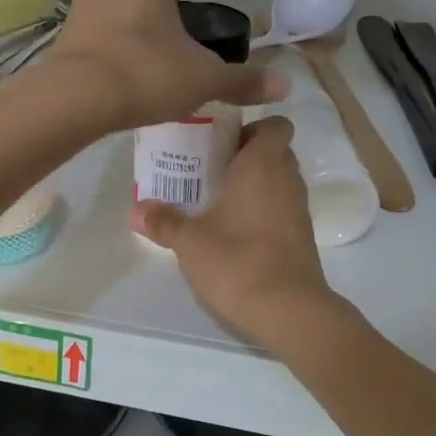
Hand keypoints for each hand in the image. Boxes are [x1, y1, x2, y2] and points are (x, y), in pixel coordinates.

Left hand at [33, 0, 286, 131]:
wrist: (79, 97)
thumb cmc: (146, 75)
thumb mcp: (203, 80)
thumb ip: (241, 81)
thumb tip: (285, 85)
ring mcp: (80, 4)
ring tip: (122, 3)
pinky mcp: (62, 32)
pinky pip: (77, 10)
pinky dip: (89, 15)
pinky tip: (103, 36)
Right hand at [131, 117, 339, 345]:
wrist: (289, 310)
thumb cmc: (238, 261)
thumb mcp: (189, 242)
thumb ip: (163, 221)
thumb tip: (134, 209)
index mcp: (263, 165)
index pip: (275, 124)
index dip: (254, 127)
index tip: (223, 141)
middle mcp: (287, 179)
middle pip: (273, 151)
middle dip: (245, 155)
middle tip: (209, 168)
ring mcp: (298, 209)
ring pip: (278, 180)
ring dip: (253, 184)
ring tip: (216, 198)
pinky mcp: (302, 236)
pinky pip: (281, 207)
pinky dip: (262, 209)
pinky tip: (234, 229)